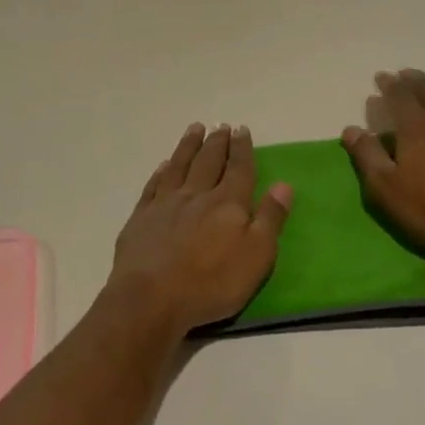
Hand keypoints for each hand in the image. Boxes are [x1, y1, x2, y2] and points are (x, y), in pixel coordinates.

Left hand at [108, 123, 292, 335]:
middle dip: (217, 142)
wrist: (151, 298)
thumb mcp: (256, 256)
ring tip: (195, 129)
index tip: (242, 129)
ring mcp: (165, 204)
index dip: (242, 149)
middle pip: (209, 161)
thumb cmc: (211, 282)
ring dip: (189, 146)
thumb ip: (270, 219)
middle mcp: (197, 195)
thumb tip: (283, 185)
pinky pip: (154, 185)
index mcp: (228, 204)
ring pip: (180, 166)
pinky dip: (161, 172)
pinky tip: (164, 165)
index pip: (239, 169)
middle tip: (221, 126)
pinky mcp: (141, 217)